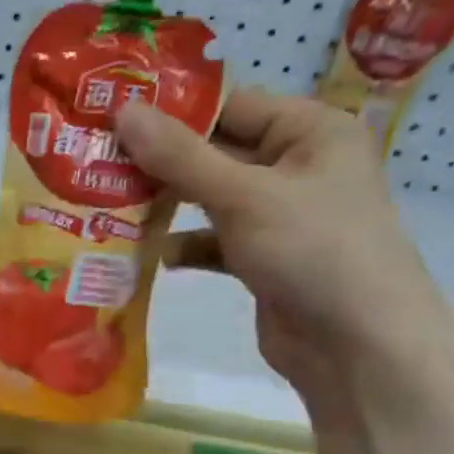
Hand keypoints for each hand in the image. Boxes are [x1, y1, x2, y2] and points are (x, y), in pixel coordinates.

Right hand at [115, 90, 453, 404]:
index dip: (171, 111)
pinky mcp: (264, 257)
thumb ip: (179, 156)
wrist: (358, 348)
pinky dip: (184, 245)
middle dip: (159, 162)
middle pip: (215, 152)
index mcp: (311, 132)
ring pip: (210, 198)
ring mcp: (280, 216)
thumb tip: (122, 110)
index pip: (230, 105)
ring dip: (165, 205)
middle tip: (95, 160)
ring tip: (106, 203)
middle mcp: (297, 166)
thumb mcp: (242, 196)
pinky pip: (214, 240)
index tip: (110, 115)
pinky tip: (149, 253)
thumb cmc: (312, 251)